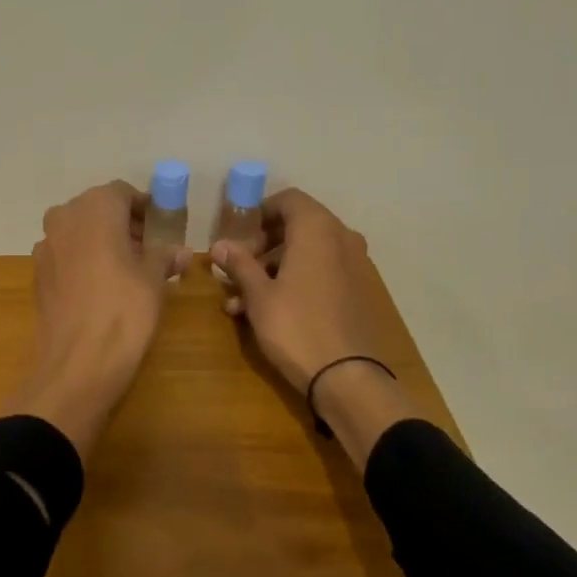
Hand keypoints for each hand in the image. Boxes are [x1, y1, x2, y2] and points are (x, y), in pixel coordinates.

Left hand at [3, 181, 190, 457]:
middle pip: (97, 210)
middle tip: (148, 248)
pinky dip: (84, 261)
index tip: (161, 226)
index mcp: (95, 208)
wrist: (77, 363)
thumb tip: (180, 251)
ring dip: (101, 242)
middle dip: (122, 224)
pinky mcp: (38, 275)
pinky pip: (66, 255)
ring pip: (78, 232)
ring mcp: (46, 247)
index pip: (122, 193)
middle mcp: (64, 218)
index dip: (143, 207)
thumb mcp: (154, 280)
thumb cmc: (124, 310)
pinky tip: (102, 287)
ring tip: (128, 269)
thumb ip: (164, 257)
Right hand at [211, 189, 421, 467]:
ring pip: (308, 253)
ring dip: (274, 268)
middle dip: (264, 245)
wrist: (346, 377)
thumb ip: (239, 264)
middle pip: (299, 226)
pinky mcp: (357, 291)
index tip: (239, 235)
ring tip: (241, 299)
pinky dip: (296, 281)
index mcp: (318, 229)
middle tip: (238, 269)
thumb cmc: (295, 327)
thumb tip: (219, 245)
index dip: (261, 212)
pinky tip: (268, 311)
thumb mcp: (259, 295)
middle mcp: (342, 238)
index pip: (289, 200)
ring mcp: (354, 266)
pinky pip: (322, 273)